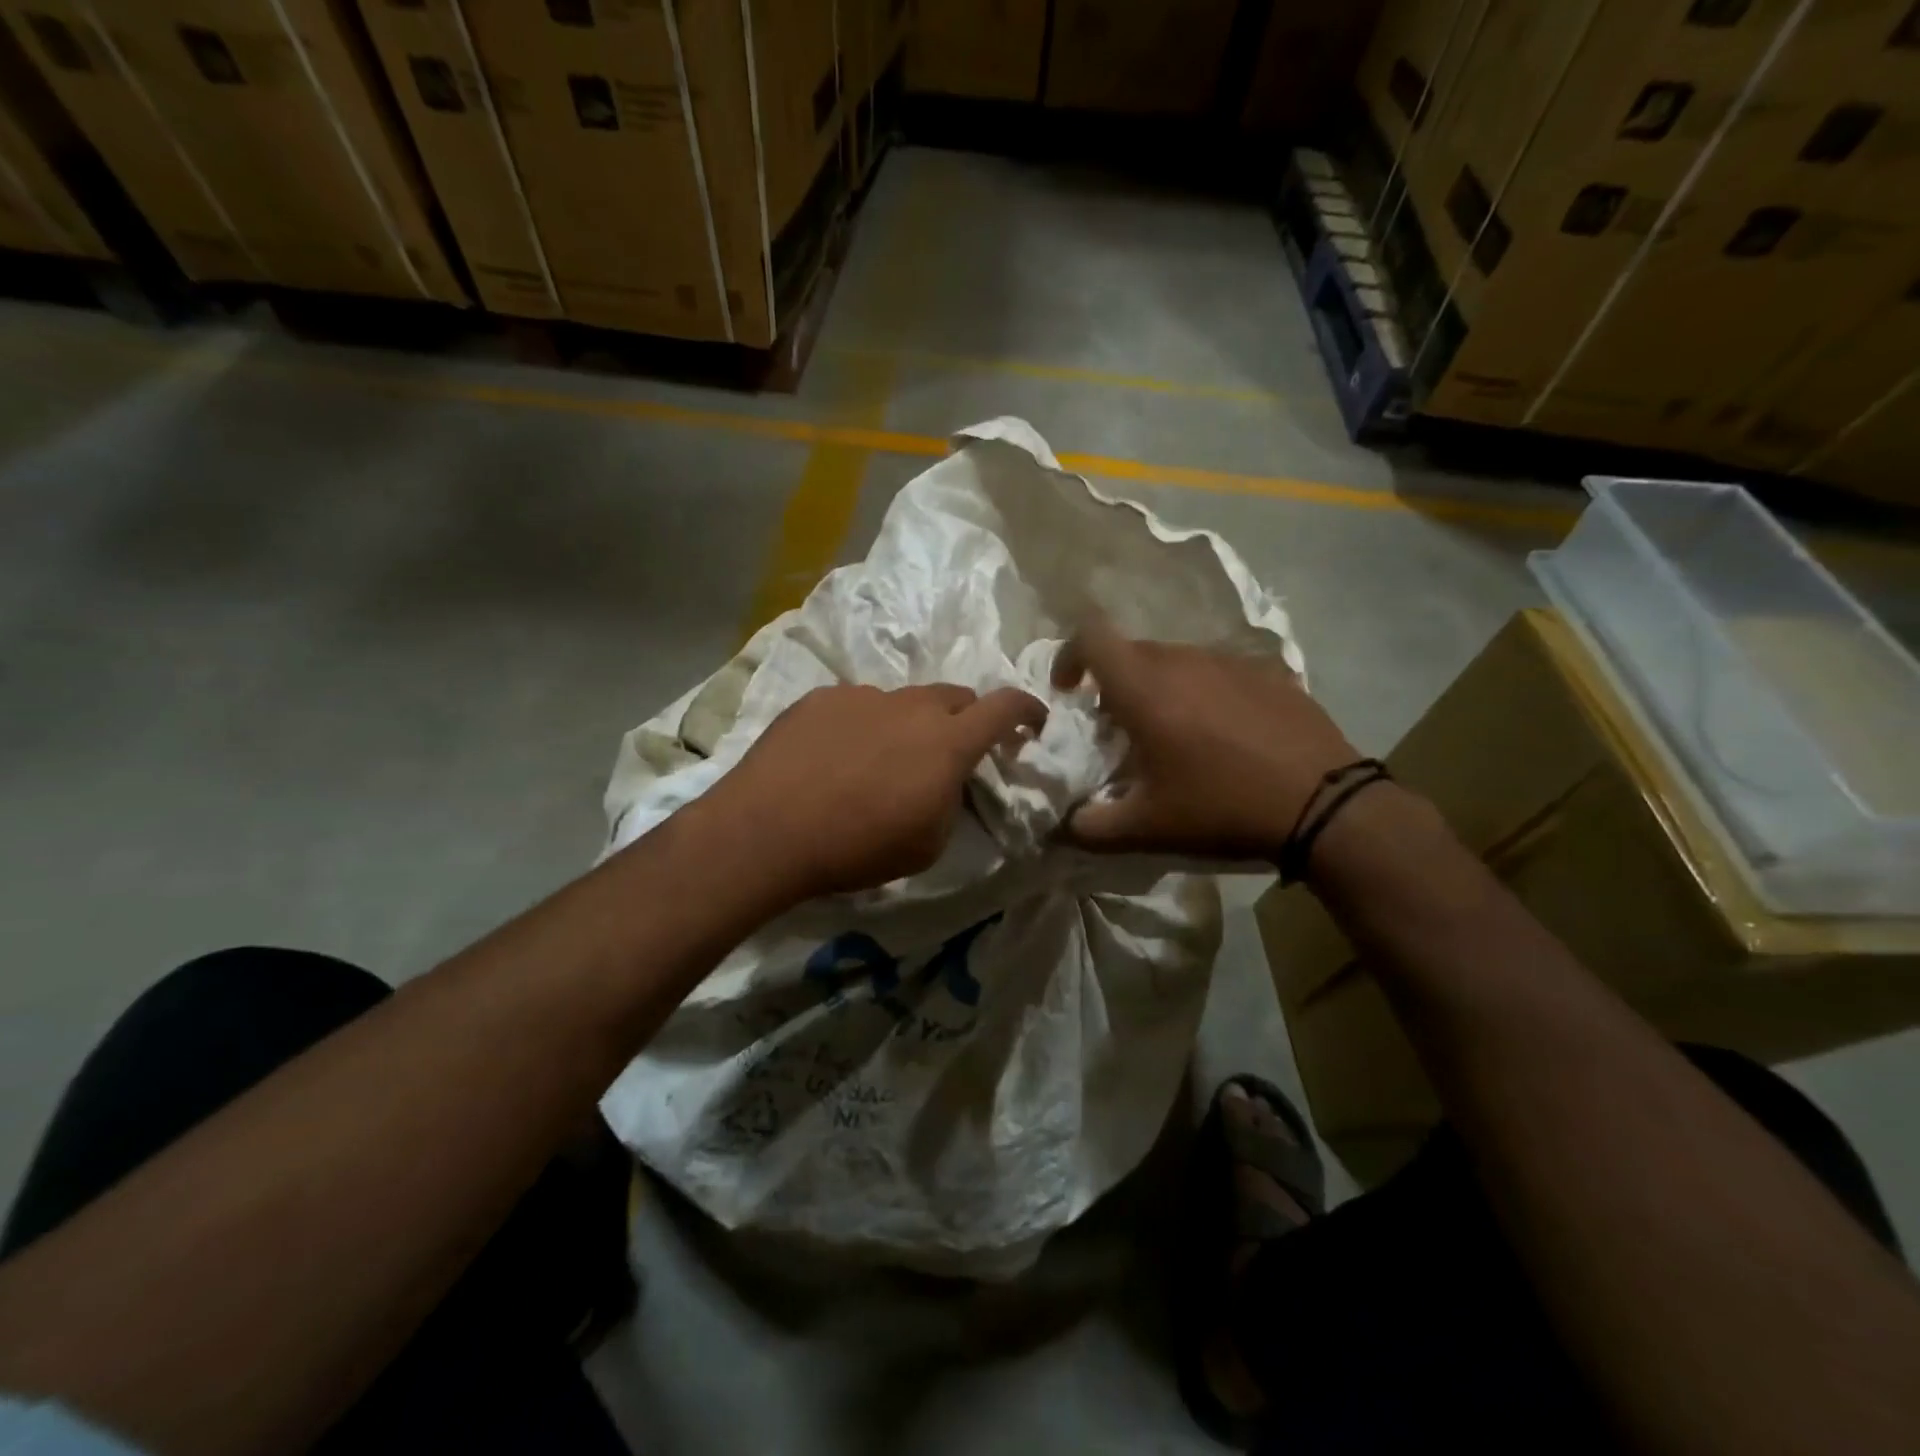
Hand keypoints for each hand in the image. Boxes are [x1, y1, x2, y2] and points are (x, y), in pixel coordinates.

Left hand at [709, 683, 1048, 901]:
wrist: (768, 831)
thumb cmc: (857, 847)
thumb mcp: (927, 843)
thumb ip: (950, 800)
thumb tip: (944, 781)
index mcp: (947, 742)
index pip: (1004, 707)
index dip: (1027, 709)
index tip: (1033, 721)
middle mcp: (910, 706)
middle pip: (956, 696)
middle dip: (966, 719)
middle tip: (953, 751)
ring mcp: (863, 696)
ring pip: (904, 701)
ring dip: (910, 724)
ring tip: (883, 762)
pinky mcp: (821, 698)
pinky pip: (859, 705)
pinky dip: (865, 725)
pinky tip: (838, 758)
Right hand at [1052, 620, 1358, 860]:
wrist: (1324, 804)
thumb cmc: (1221, 807)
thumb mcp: (1146, 829)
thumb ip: (1089, 827)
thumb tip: (1061, 825)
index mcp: (1144, 687)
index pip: (1090, 637)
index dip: (1069, 656)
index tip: (1069, 692)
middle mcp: (1183, 660)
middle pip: (1133, 652)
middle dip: (1114, 682)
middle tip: (1120, 727)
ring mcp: (1230, 661)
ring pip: (1177, 660)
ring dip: (1160, 687)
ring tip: (1174, 733)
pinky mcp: (1269, 672)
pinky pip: (1218, 672)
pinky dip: (1204, 693)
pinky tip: (1224, 734)